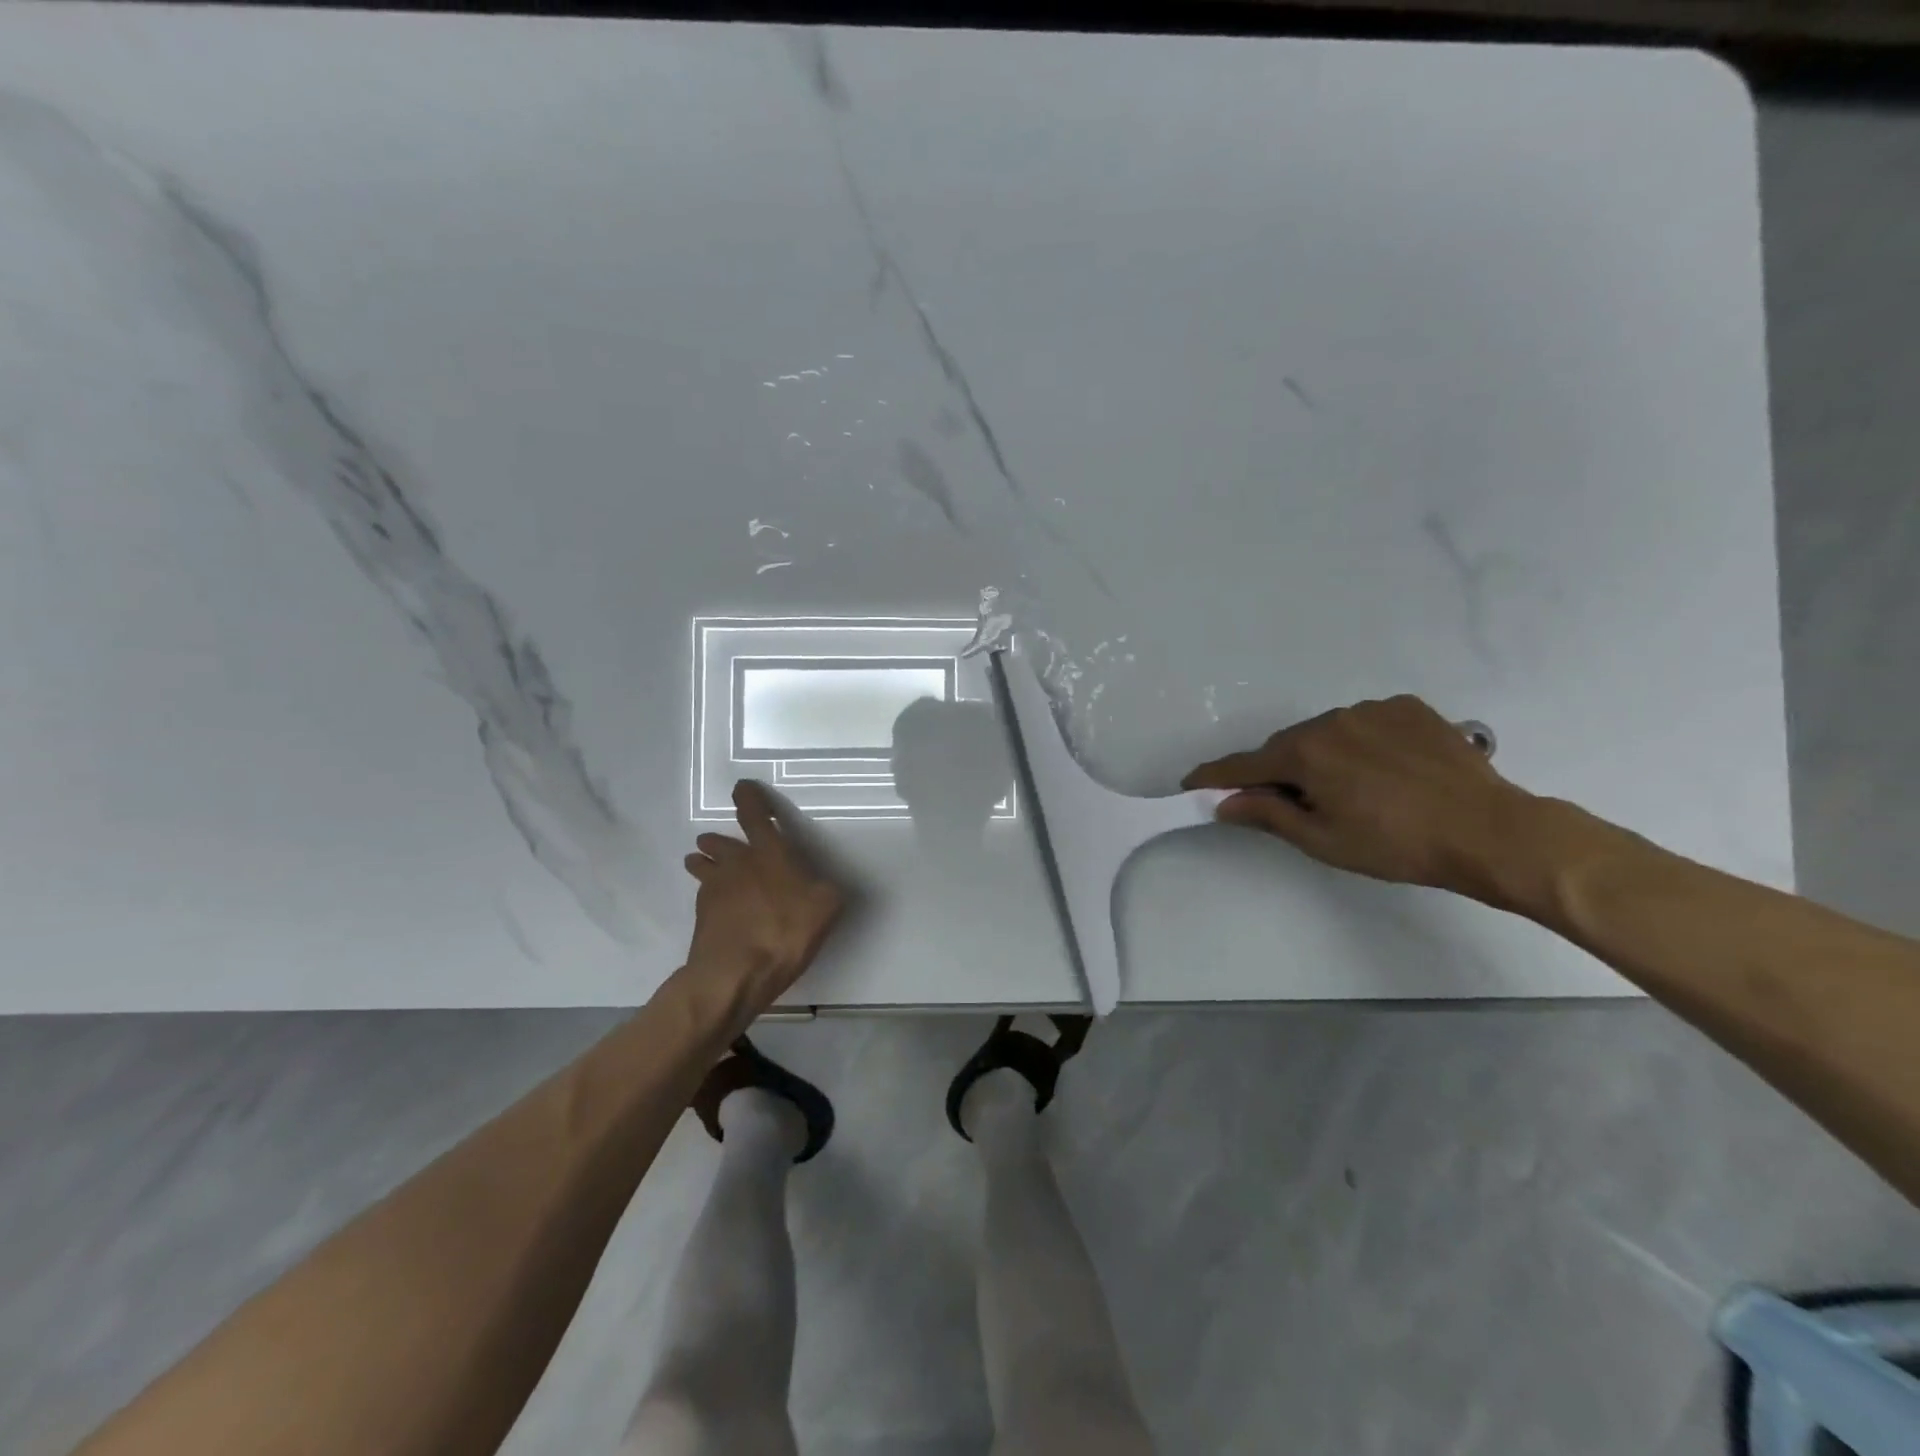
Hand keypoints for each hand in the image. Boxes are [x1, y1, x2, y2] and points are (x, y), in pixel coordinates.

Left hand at [683, 781, 844, 1000]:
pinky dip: (709, 896)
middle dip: (718, 839)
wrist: (734, 973)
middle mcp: (736, 862)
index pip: (753, 812)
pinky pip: (703, 896)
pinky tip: (719, 909)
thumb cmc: (785, 931)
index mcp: (768, 852)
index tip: (743, 787)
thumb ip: (825, 888)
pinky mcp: (701, 916)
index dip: (749, 796)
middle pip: (717, 840)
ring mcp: (713, 888)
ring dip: (704, 863)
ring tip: (707, 867)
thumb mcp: (826, 907)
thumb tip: (822, 885)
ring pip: (701, 865)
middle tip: (720, 843)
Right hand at [1182, 695, 1535, 904]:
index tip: (1191, 782)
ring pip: (1326, 732)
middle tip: (1292, 803)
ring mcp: (1372, 709)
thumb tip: (1225, 803)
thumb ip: (1268, 815)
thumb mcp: (1323, 840)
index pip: (1244, 765)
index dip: (1215, 777)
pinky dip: (1360, 743)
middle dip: (1279, 771)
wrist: (1489, 830)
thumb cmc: (1396, 844)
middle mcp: (1331, 720)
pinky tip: (1384, 769)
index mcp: (1305, 753)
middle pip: (1287, 746)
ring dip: (1321, 756)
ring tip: (1350, 789)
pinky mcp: (1408, 707)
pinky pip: (1365, 723)